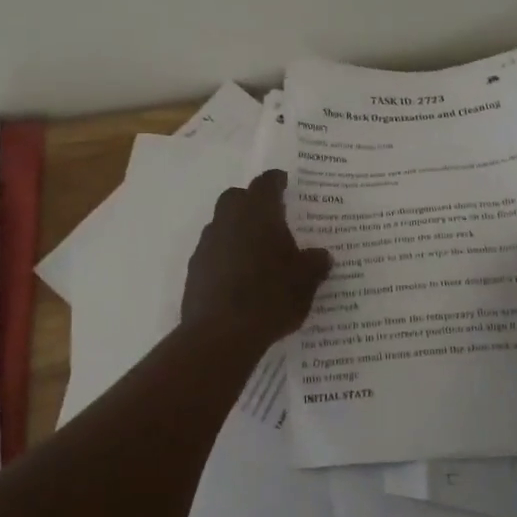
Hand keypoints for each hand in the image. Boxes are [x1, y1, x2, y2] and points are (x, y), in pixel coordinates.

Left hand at [181, 170, 331, 349]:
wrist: (221, 335)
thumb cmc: (270, 296)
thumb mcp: (305, 281)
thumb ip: (315, 263)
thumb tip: (322, 256)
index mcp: (257, 213)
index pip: (266, 183)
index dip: (276, 181)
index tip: (284, 183)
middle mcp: (228, 220)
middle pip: (236, 198)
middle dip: (251, 202)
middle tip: (271, 217)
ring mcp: (207, 245)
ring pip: (222, 224)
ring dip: (237, 231)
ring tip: (257, 252)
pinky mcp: (194, 270)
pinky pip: (213, 252)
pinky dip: (225, 256)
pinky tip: (239, 277)